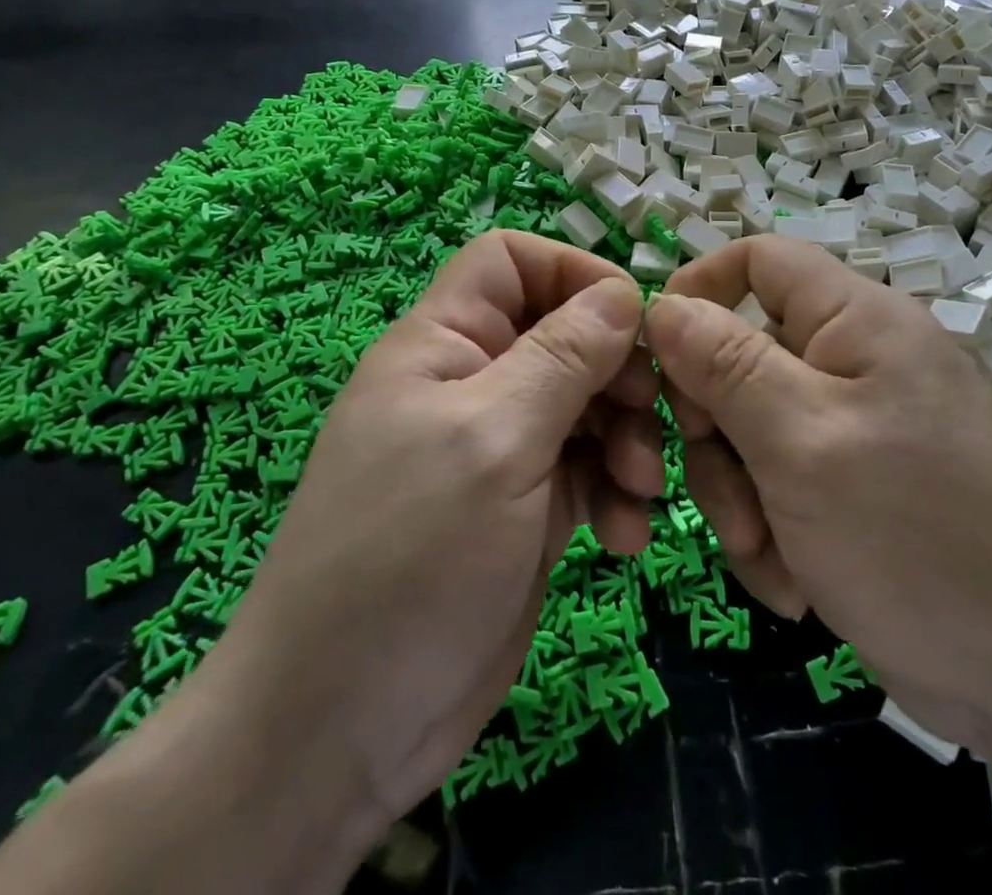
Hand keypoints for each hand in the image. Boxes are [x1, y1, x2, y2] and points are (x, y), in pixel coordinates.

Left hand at [200, 230, 664, 843]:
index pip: (511, 262)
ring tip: (640, 490)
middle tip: (650, 414)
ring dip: (626, 437)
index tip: (630, 322)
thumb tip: (621, 291)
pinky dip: (615, 492)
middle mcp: (475, 383)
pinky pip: (587, 470)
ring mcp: (502, 448)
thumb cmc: (409, 558)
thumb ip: (563, 358)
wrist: (342, 729)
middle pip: (565, 333)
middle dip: (616, 369)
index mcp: (444, 343)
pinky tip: (625, 538)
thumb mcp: (494, 440)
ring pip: (586, 402)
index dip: (572, 273)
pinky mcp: (527, 507)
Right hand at [644, 236, 991, 746]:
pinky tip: (796, 583)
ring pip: (748, 428)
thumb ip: (725, 364)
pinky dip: (770, 529)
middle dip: (716, 430)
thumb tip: (663, 305)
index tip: (655, 356)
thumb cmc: (917, 536)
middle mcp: (854, 360)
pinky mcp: (851, 484)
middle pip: (740, 355)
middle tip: (726, 493)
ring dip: (739, 494)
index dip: (699, 290)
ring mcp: (853, 425)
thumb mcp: (802, 441)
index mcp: (856, 320)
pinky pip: (776, 481)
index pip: (759, 260)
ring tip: (769, 556)